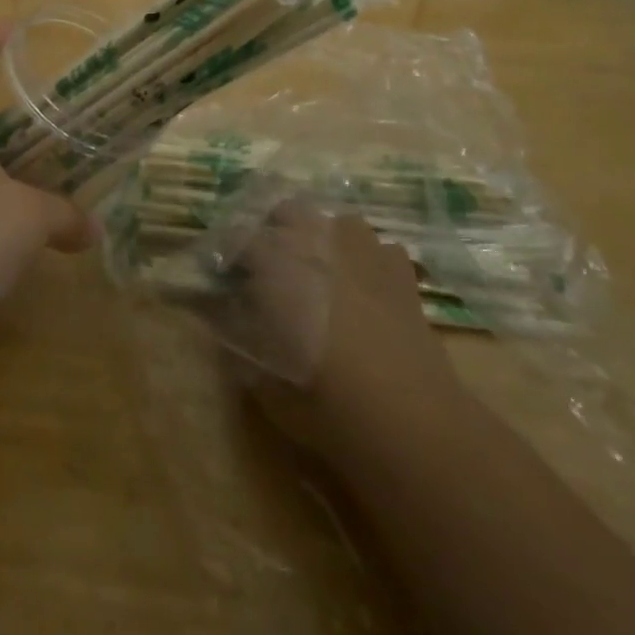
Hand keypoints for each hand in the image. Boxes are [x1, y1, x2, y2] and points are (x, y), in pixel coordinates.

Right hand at [235, 203, 458, 460]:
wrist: (413, 422)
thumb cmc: (327, 404)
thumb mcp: (263, 383)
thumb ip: (237, 337)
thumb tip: (222, 312)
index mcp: (278, 263)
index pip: (239, 238)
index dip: (229, 255)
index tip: (226, 278)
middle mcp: (321, 244)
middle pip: (288, 211)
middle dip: (275, 232)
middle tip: (270, 270)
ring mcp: (366, 251)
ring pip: (337, 222)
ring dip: (324, 239)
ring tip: (321, 275)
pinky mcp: (402, 272)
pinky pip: (378, 248)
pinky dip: (367, 261)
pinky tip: (366, 289)